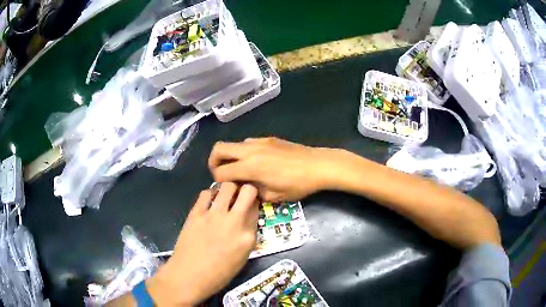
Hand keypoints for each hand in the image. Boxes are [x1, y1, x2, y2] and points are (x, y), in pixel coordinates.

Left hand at [146, 183, 258, 305]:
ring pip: (227, 186)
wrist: (188, 276)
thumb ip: (247, 236)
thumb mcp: (242, 258)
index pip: (257, 209)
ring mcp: (213, 215)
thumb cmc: (218, 274)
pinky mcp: (196, 213)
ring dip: (229, 188)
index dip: (255, 204)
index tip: (250, 204)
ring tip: (225, 196)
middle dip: (247, 189)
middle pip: (248, 191)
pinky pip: (206, 193)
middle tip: (241, 194)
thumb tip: (246, 218)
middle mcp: (233, 221)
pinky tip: (209, 203)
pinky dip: (211, 194)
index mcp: (247, 237)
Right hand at [208, 137, 342, 201]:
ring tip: (240, 170)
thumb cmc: (298, 184)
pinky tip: (256, 163)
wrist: (318, 165)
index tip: (224, 187)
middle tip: (220, 173)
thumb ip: (253, 192)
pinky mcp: (268, 139)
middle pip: (219, 148)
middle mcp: (250, 150)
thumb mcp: (274, 196)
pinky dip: (243, 152)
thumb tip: (243, 187)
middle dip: (213, 161)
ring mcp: (259, 141)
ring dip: (230, 156)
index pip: (221, 171)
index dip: (217, 180)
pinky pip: (247, 143)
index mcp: (250, 166)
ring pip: (233, 144)